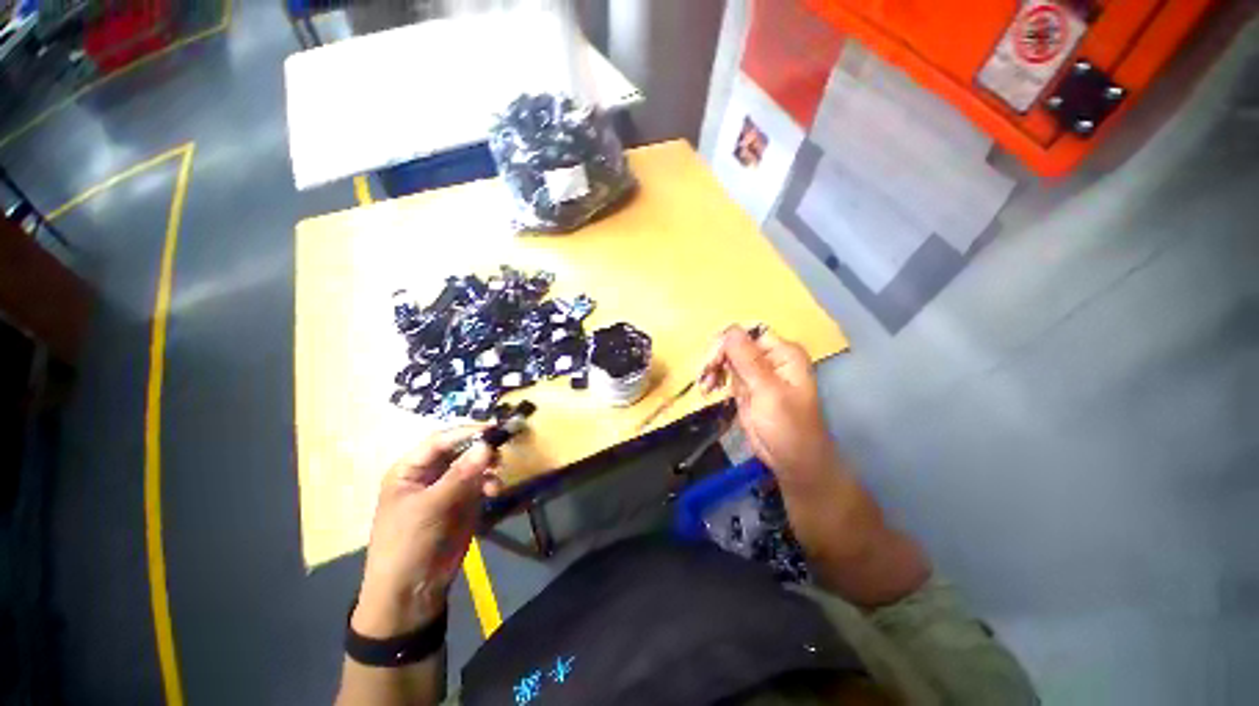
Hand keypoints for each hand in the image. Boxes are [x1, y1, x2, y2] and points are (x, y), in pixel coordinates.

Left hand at [353, 427, 500, 637]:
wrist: (412, 591)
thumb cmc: (408, 543)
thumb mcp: (431, 507)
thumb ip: (460, 474)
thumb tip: (487, 444)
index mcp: (410, 469)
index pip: (441, 440)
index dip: (467, 432)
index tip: (494, 429)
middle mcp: (430, 473)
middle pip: (460, 449)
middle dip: (481, 448)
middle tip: (502, 450)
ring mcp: (448, 486)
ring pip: (474, 463)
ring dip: (489, 466)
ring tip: (498, 476)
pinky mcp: (463, 500)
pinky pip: (481, 481)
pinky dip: (491, 482)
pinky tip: (495, 491)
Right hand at [702, 327, 930, 605]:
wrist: (792, 461)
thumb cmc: (787, 427)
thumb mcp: (768, 392)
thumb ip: (748, 360)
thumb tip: (729, 331)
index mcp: (783, 353)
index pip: (748, 334)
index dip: (727, 343)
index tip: (712, 362)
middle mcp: (769, 358)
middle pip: (734, 344)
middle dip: (716, 358)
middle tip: (705, 377)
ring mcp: (756, 372)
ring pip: (726, 358)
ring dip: (712, 369)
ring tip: (705, 387)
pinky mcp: (745, 387)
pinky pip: (725, 374)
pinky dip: (714, 379)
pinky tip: (708, 390)